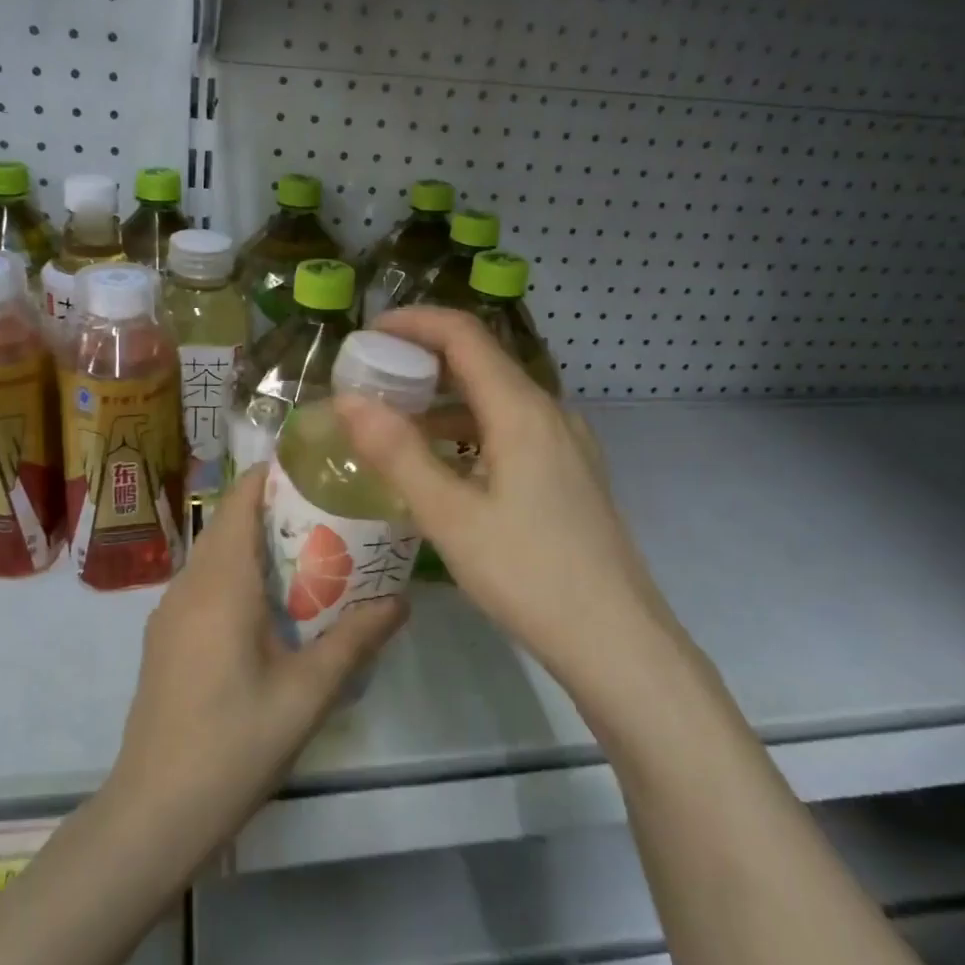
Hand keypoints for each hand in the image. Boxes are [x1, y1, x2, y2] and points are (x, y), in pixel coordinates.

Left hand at [105, 467, 406, 872]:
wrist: (154, 811)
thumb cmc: (235, 743)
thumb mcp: (308, 693)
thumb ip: (356, 640)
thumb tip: (401, 600)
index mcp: (221, 582)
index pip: (240, 499)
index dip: (275, 475)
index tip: (320, 471)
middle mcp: (188, 584)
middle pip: (230, 524)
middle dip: (278, 512)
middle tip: (334, 518)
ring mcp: (169, 612)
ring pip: (217, 556)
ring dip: (259, 547)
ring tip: (314, 560)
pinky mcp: (165, 639)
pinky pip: (206, 586)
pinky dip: (240, 577)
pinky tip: (273, 612)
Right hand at [337, 307, 672, 684]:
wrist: (617, 640)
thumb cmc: (528, 574)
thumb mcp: (450, 516)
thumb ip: (397, 453)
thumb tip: (348, 400)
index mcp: (522, 410)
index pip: (464, 335)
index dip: (413, 323)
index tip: (366, 334)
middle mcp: (550, 413)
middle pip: (481, 362)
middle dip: (423, 361)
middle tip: (371, 380)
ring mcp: (566, 444)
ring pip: (497, 399)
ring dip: (444, 400)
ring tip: (396, 423)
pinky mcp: (570, 473)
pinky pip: (512, 430)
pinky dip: (469, 430)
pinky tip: (443, 465)